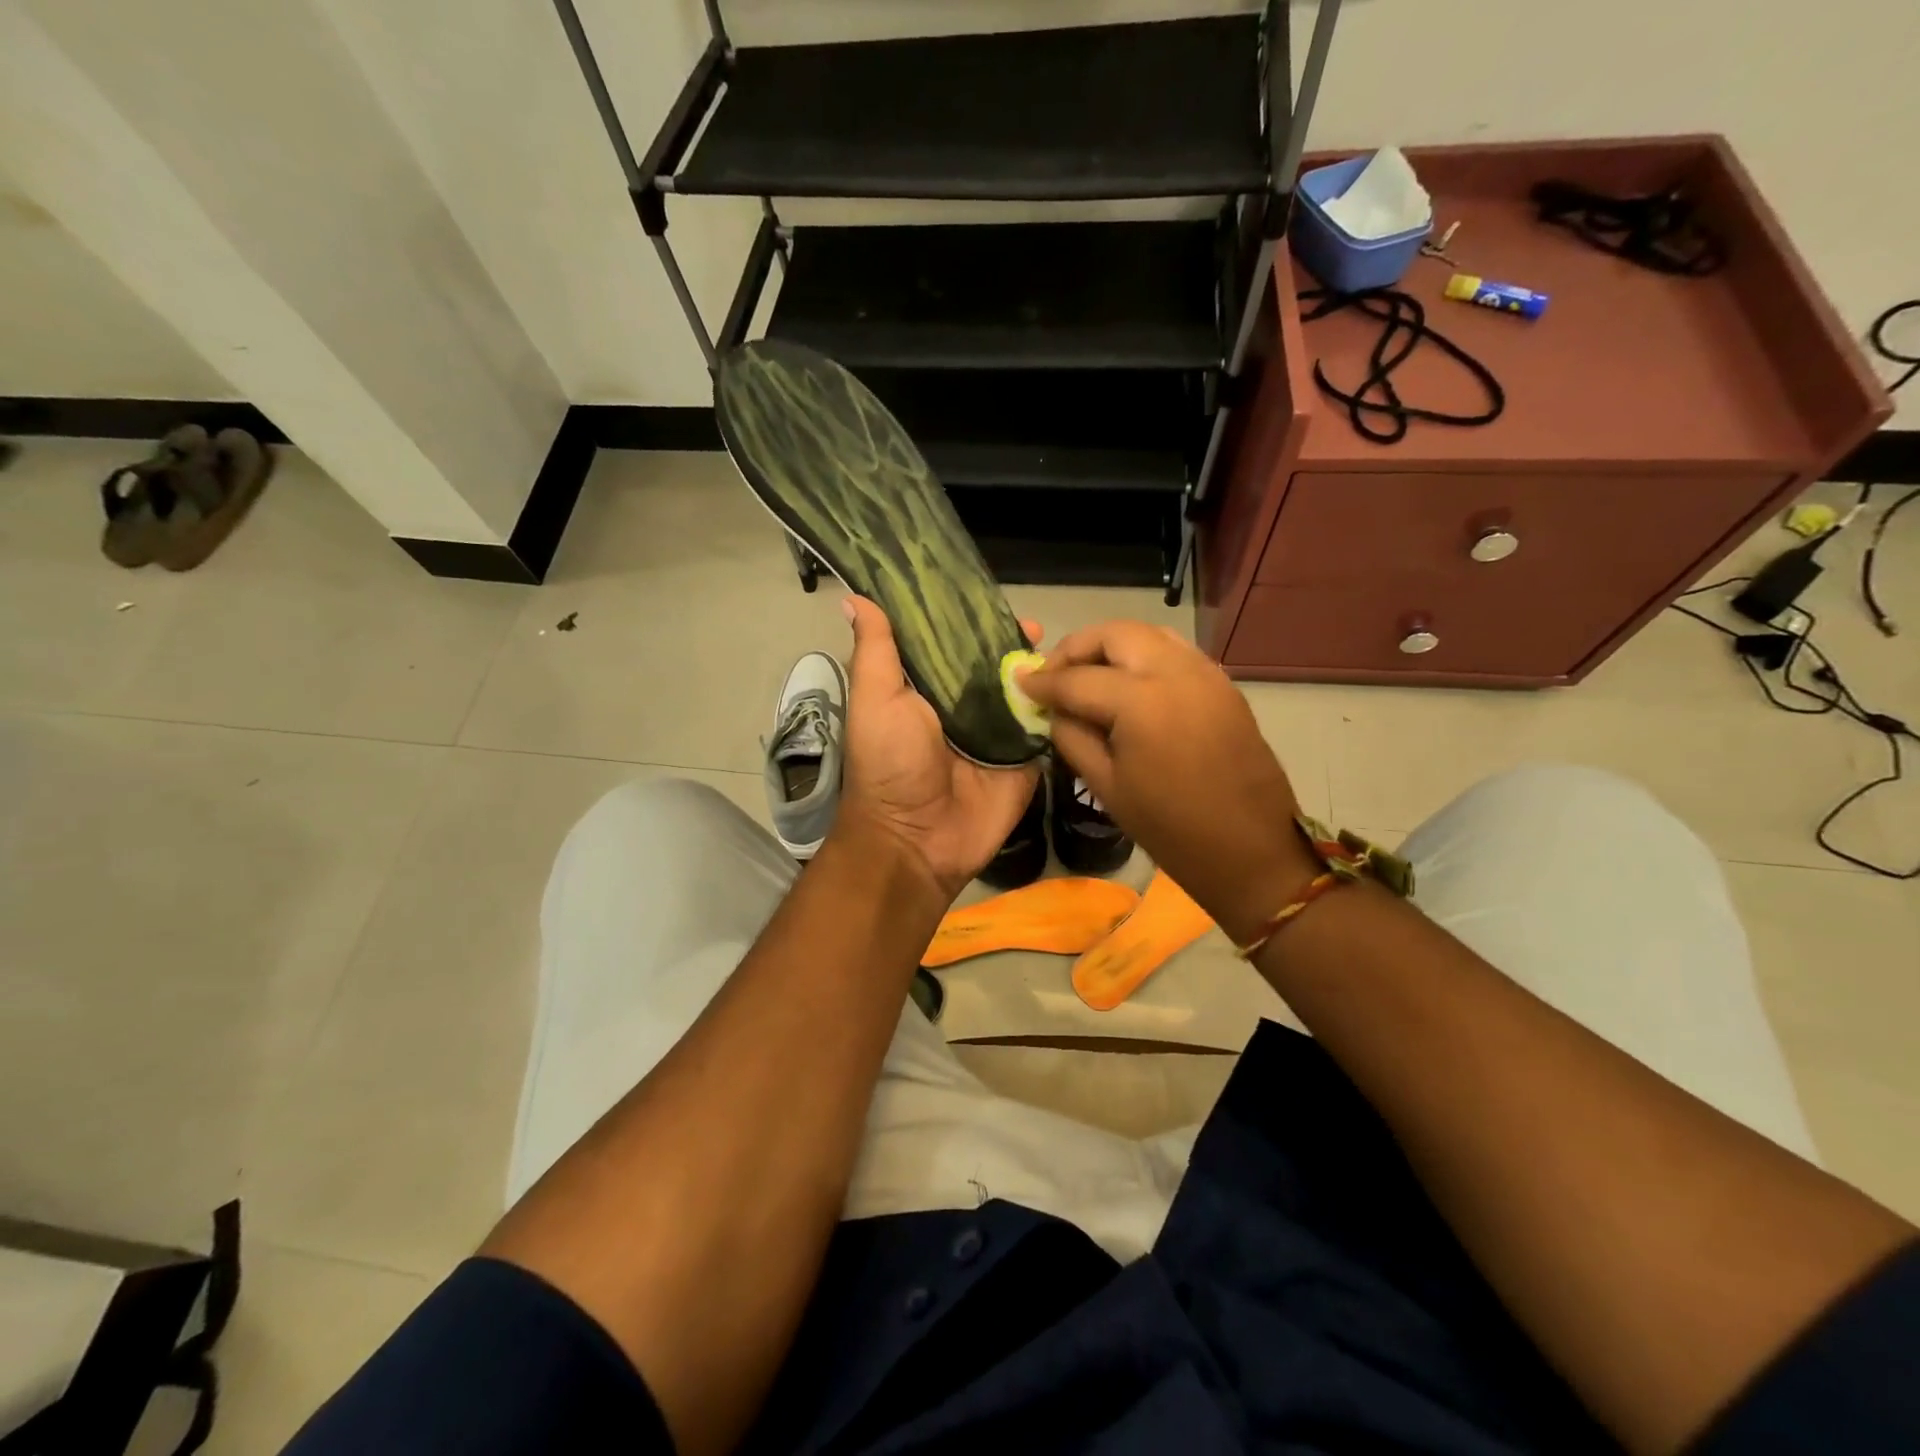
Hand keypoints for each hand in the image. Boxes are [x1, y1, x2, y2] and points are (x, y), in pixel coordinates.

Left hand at [832, 597, 1041, 902]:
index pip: (952, 642)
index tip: (988, 592)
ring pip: (1025, 690)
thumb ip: (876, 651)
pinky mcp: (1025, 757)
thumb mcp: (875, 700)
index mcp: (927, 688)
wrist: (917, 840)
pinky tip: (1082, 682)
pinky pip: (1047, 725)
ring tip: (1063, 647)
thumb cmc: (889, 765)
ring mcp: (999, 732)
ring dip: (1042, 669)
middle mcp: (964, 706)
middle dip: (1013, 641)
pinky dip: (1062, 704)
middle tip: (1036, 624)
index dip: (968, 617)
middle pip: (994, 663)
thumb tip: (856, 595)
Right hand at [1018, 621, 1314, 943]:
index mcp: (1142, 702)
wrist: (1251, 850)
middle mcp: (1176, 671)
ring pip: (1148, 634)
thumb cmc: (1171, 829)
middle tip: (1054, 676)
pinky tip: (1128, 686)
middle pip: (1115, 634)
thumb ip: (1072, 737)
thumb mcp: (1107, 786)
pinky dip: (1143, 657)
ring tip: (1088, 676)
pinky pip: (1174, 652)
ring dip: (1111, 647)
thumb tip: (1054, 710)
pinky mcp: (1223, 684)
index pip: (1078, 678)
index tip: (1020, 684)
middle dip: (1077, 648)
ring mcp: (1206, 673)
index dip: (1043, 681)